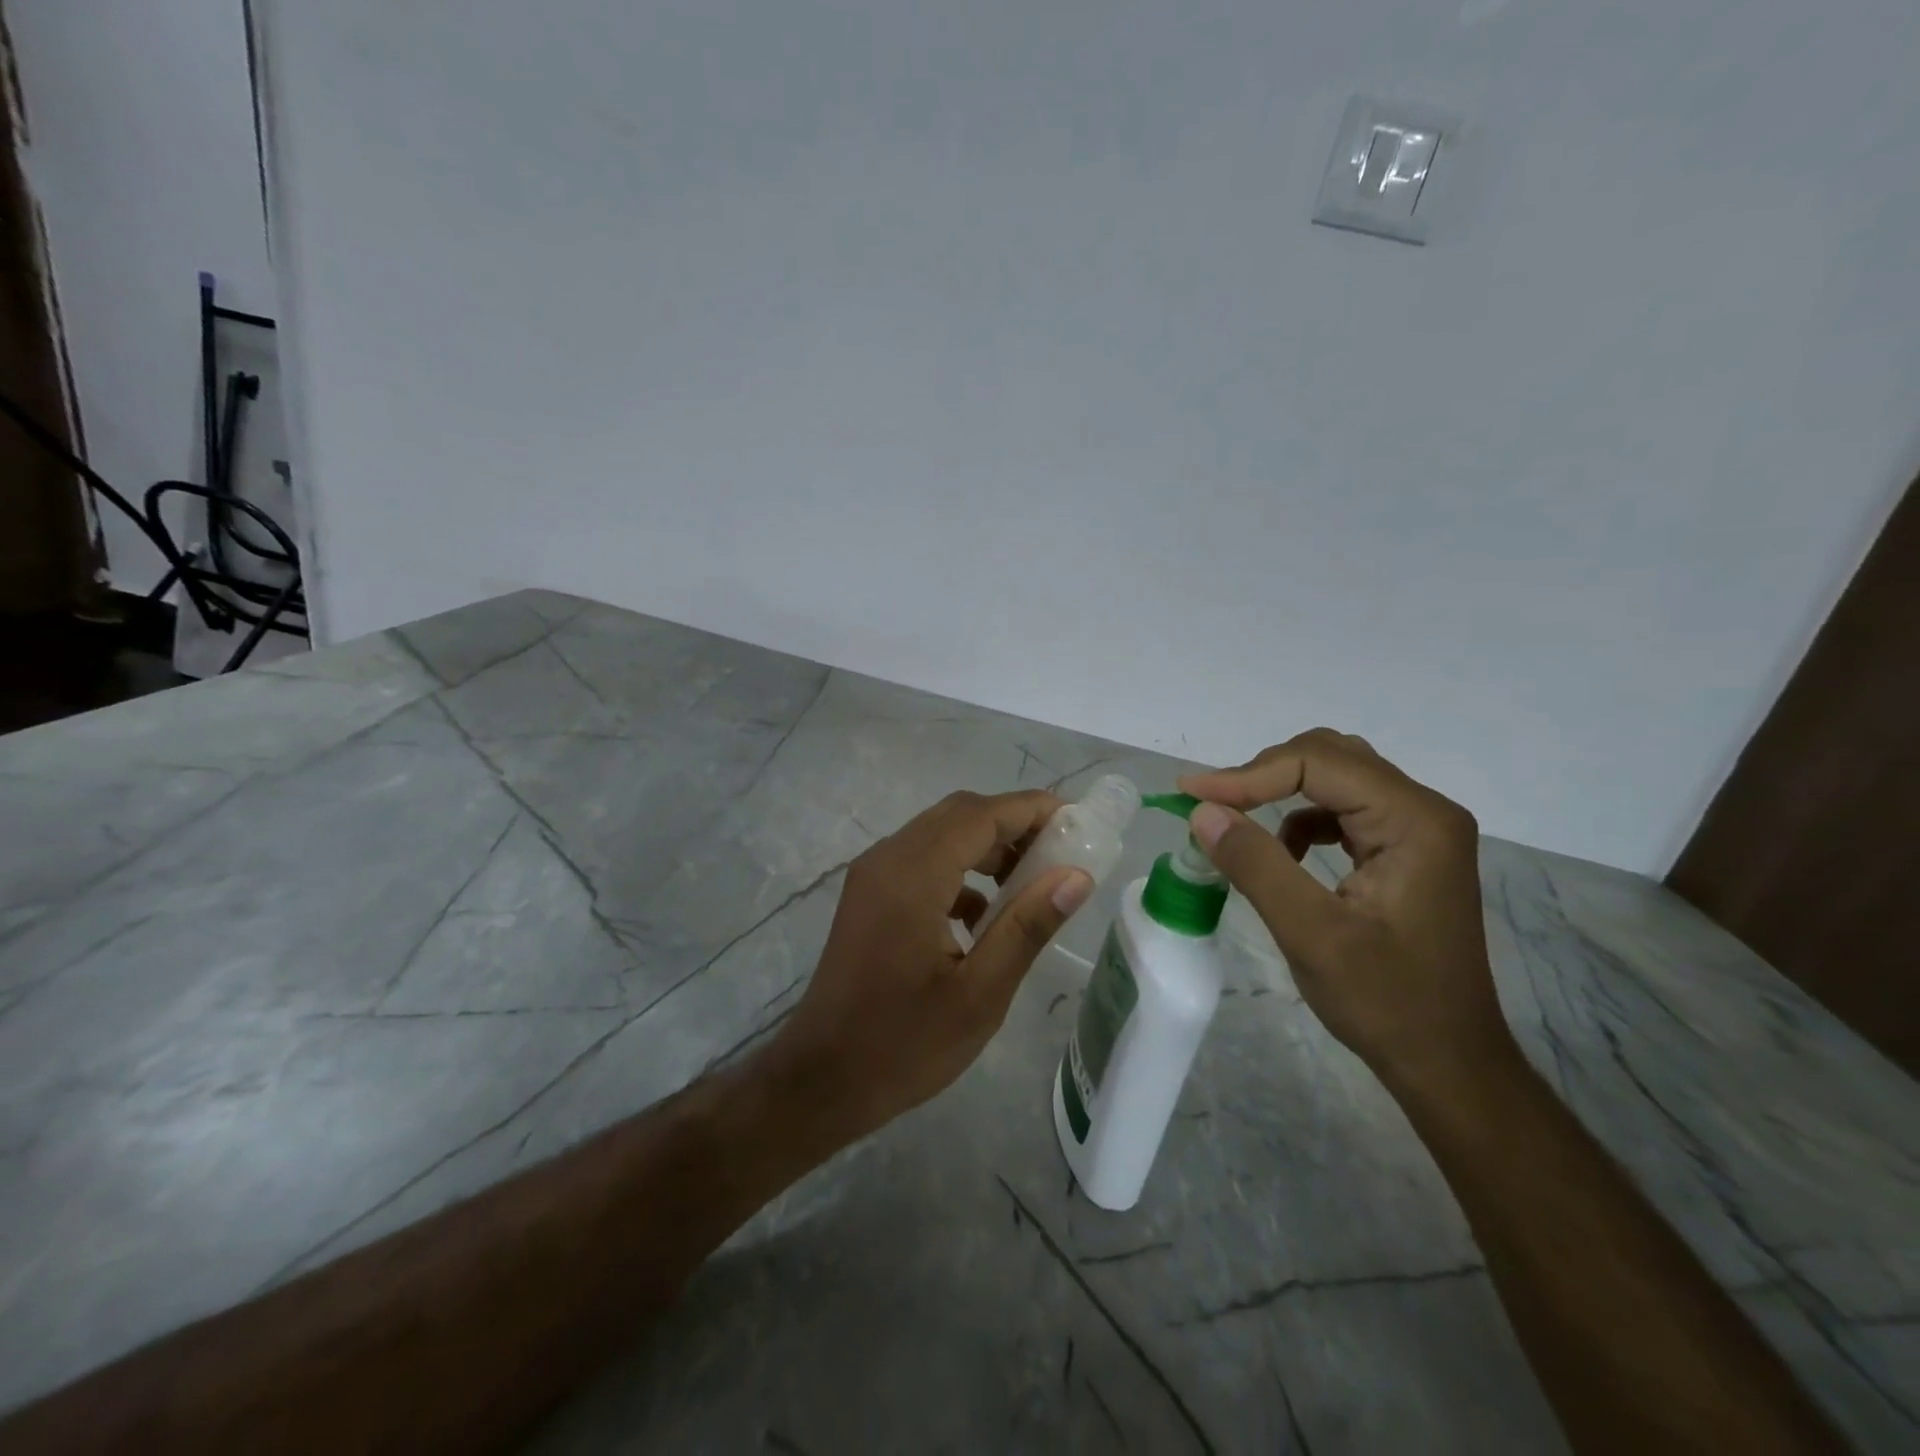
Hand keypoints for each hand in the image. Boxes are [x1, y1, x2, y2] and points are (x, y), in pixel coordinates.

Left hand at [767, 789, 1096, 1142]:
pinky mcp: (869, 895)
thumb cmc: (904, 1044)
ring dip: (986, 846)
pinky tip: (984, 916)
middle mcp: (888, 859)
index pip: (980, 815)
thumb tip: (1076, 876)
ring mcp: (873, 875)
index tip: (1077, 820)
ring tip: (1031, 882)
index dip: (1031, 809)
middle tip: (1060, 852)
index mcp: (913, 876)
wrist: (822, 1078)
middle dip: (1012, 824)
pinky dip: (960, 870)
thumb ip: (1027, 927)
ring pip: (939, 834)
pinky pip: (922, 861)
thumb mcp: (979, 994)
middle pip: (958, 814)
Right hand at [1179, 729, 1507, 1093]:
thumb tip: (1201, 811)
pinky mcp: (1405, 850)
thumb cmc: (1387, 1003)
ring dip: (1279, 791)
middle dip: (1263, 774)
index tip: (1191, 794)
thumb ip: (1256, 865)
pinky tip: (1281, 854)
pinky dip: (1300, 819)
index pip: (1319, 764)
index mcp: (1415, 821)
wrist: (1447, 1062)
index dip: (1248, 775)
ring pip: (1335, 777)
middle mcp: (1423, 811)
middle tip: (1211, 804)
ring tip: (1234, 820)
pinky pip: (1342, 809)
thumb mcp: (1312, 935)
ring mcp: (1418, 830)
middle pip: (1329, 757)